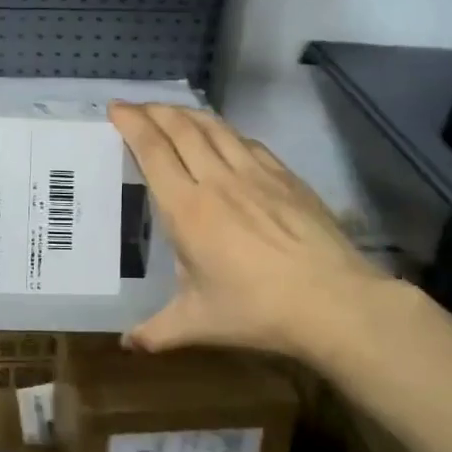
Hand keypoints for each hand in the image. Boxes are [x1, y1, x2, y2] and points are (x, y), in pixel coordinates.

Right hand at [109, 102, 397, 369]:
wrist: (335, 302)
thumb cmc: (257, 311)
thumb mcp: (198, 323)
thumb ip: (156, 331)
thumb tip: (126, 344)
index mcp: (187, 210)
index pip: (154, 152)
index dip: (132, 125)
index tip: (116, 109)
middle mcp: (218, 181)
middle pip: (182, 129)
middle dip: (155, 111)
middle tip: (137, 107)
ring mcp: (256, 175)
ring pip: (216, 128)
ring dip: (188, 114)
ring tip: (173, 112)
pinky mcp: (286, 178)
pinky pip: (248, 142)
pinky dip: (226, 132)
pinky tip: (224, 137)